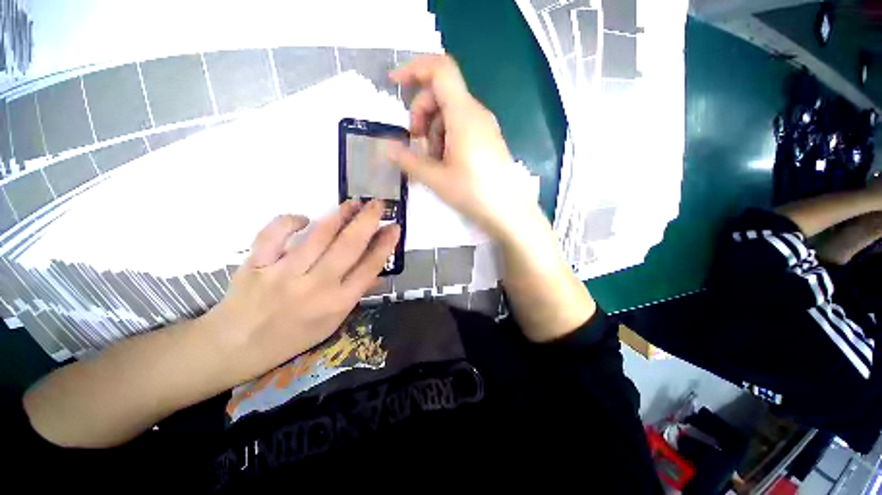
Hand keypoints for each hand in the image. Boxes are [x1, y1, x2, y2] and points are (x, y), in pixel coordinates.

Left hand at [203, 200, 399, 382]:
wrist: (236, 347)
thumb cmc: (291, 337)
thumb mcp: (332, 322)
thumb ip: (355, 294)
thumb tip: (377, 272)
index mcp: (338, 303)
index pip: (370, 266)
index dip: (386, 244)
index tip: (394, 227)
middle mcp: (316, 286)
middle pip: (349, 245)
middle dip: (368, 220)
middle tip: (378, 204)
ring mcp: (285, 274)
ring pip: (319, 235)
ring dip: (340, 215)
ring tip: (353, 203)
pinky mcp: (257, 264)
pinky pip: (275, 233)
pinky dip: (290, 220)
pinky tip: (303, 219)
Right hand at [387, 55, 539, 240]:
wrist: (509, 211)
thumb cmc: (474, 193)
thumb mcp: (436, 179)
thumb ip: (409, 161)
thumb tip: (388, 149)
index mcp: (463, 114)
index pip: (440, 70)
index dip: (414, 69)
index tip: (395, 84)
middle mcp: (476, 113)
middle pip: (442, 93)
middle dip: (421, 112)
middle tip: (416, 142)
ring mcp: (484, 126)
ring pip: (450, 112)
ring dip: (433, 130)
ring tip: (434, 160)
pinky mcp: (488, 139)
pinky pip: (462, 126)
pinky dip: (447, 137)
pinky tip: (446, 162)